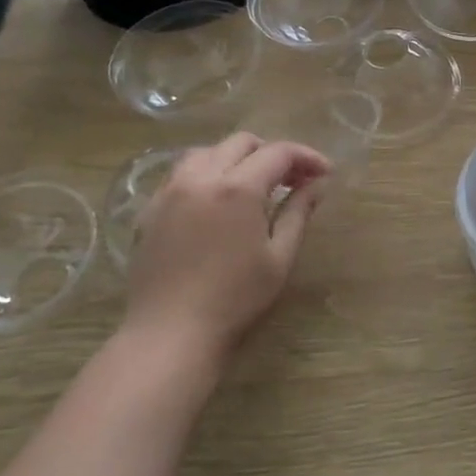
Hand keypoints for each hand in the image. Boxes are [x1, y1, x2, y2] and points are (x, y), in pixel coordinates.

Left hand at [120, 134, 331, 363]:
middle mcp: (201, 177)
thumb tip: (317, 184)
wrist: (170, 332)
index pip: (278, 152)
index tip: (325, 173)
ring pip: (206, 152)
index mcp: (238, 188)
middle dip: (272, 153)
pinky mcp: (150, 209)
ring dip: (236, 159)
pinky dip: (206, 174)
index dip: (307, 157)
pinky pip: (180, 174)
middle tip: (292, 180)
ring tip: (253, 185)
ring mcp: (170, 191)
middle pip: (241, 142)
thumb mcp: (279, 257)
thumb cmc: (235, 299)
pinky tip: (217, 201)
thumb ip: (299, 212)